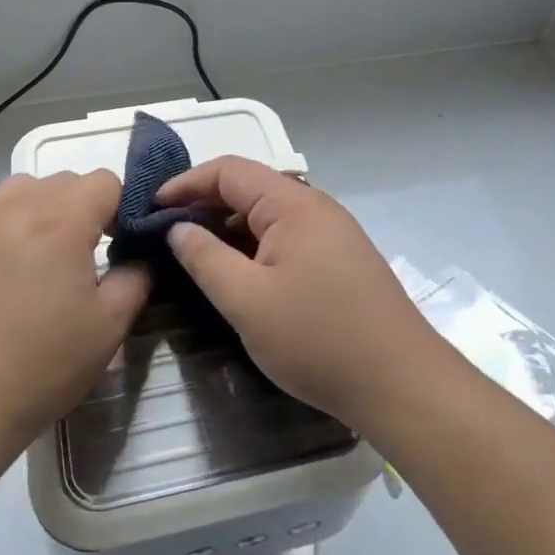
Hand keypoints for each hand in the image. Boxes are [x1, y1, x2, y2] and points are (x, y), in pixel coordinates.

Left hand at [0, 171, 147, 447]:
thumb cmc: (42, 366)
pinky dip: (12, 221)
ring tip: (48, 252)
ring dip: (47, 206)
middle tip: (89, 254)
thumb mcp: (109, 326)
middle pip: (65, 180)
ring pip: (25, 187)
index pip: (104, 181)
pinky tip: (10, 266)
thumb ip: (136, 277)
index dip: (122, 206)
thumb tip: (140, 255)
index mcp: (61, 222)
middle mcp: (17, 209)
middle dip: (86, 206)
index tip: (122, 243)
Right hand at [157, 158, 447, 429]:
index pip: (229, 170)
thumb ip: (205, 258)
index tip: (151, 209)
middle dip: (205, 205)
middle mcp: (316, 206)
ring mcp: (333, 232)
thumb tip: (178, 227)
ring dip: (230, 228)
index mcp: (293, 204)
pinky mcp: (342, 259)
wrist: (402, 384)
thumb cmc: (318, 339)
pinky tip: (240, 275)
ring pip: (268, 215)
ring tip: (196, 256)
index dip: (186, 183)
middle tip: (167, 235)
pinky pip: (288, 237)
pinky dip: (255, 246)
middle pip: (250, 188)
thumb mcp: (247, 301)